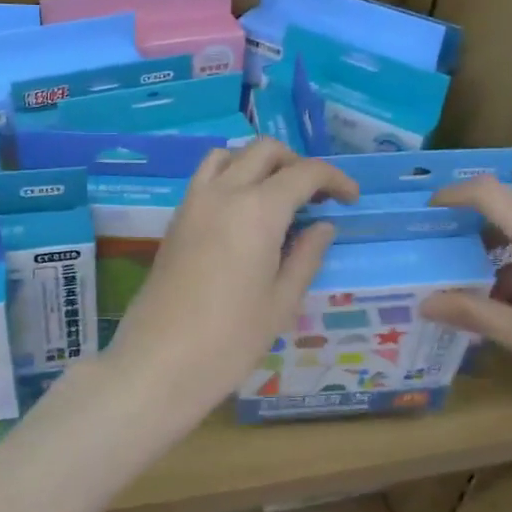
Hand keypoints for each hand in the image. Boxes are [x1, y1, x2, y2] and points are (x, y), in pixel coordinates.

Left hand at [108, 139, 356, 424]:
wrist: (160, 360)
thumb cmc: (230, 339)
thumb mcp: (282, 301)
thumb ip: (306, 255)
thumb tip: (323, 226)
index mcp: (258, 209)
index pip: (305, 172)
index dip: (335, 179)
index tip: (351, 199)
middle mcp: (223, 192)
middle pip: (264, 151)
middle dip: (296, 163)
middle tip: (315, 197)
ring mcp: (193, 202)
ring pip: (228, 155)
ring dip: (258, 163)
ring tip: (276, 197)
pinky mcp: (175, 219)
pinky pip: (206, 177)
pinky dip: (230, 176)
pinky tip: (243, 214)